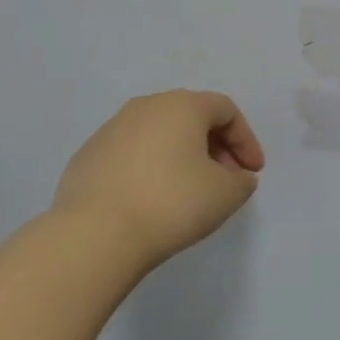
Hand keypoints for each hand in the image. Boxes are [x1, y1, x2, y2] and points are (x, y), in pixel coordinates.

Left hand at [53, 90, 264, 270]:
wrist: (97, 233)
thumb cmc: (173, 203)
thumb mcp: (226, 194)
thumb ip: (241, 180)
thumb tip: (235, 176)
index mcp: (181, 106)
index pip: (225, 110)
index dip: (246, 140)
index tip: (252, 172)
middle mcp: (144, 107)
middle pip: (190, 117)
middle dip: (215, 146)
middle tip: (226, 180)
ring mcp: (110, 129)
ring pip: (158, 134)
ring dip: (181, 156)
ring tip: (189, 192)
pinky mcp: (88, 156)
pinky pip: (131, 154)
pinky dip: (150, 169)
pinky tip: (152, 200)